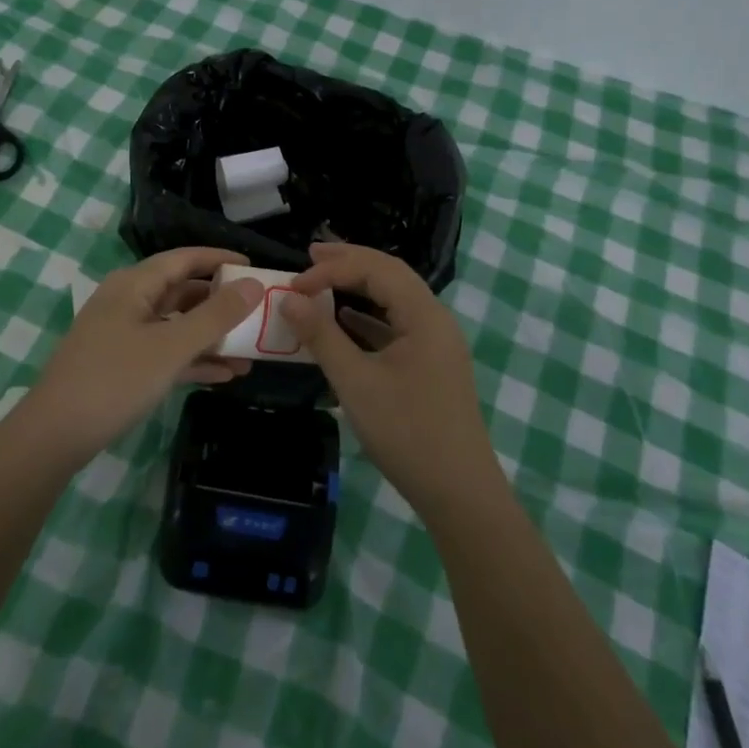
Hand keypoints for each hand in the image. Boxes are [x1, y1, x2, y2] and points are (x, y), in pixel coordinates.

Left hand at [20, 248, 262, 466]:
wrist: (54, 436)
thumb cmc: (115, 380)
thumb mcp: (171, 347)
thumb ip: (215, 315)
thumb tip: (254, 284)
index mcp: (134, 284)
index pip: (184, 258)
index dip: (220, 259)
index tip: (255, 267)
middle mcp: (128, 301)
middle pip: (182, 291)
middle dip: (220, 303)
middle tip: (258, 312)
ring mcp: (123, 334)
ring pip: (176, 325)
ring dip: (211, 337)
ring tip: (251, 350)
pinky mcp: (122, 365)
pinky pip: (165, 352)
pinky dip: (193, 359)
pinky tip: (225, 375)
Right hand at [284, 243, 500, 515]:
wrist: (459, 493)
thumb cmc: (407, 432)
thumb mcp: (356, 382)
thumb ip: (321, 335)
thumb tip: (289, 298)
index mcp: (425, 315)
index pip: (376, 270)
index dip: (333, 269)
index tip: (295, 284)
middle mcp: (435, 319)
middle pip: (391, 274)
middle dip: (350, 261)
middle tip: (311, 254)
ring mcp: (436, 342)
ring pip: (395, 298)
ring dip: (359, 285)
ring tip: (323, 277)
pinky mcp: (431, 364)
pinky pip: (398, 324)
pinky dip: (369, 315)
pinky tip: (345, 319)